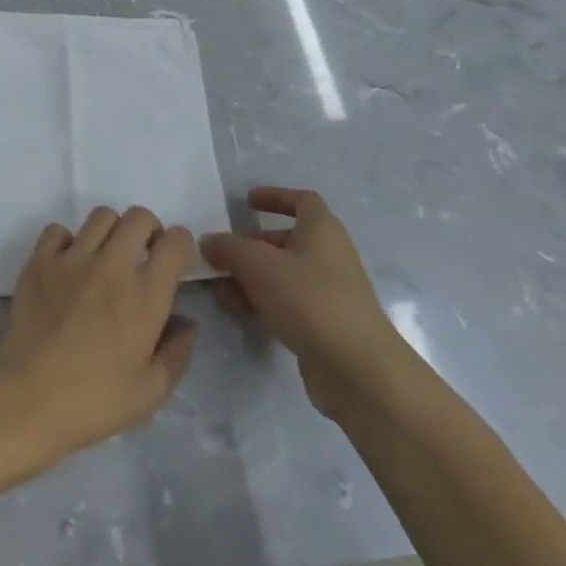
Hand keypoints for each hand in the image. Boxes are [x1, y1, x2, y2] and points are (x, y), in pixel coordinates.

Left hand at [0, 206, 197, 467]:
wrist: (27, 400)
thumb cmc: (94, 402)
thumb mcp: (151, 391)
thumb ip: (177, 351)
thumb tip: (187, 321)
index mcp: (146, 294)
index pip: (176, 241)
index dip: (180, 246)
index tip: (173, 266)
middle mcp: (112, 265)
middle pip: (139, 216)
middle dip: (148, 232)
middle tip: (141, 260)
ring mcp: (72, 259)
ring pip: (101, 215)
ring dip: (111, 232)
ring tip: (105, 260)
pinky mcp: (39, 262)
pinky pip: (58, 230)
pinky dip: (67, 241)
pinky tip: (67, 268)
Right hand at [201, 187, 404, 419]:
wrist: (356, 368)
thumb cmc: (309, 299)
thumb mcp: (259, 264)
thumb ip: (229, 248)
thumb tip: (209, 241)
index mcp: (322, 230)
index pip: (302, 200)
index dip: (275, 197)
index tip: (247, 203)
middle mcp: (329, 255)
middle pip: (286, 240)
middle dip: (251, 246)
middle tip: (220, 255)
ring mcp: (329, 292)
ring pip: (283, 275)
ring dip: (251, 278)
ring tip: (220, 290)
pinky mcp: (324, 324)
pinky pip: (288, 303)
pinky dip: (263, 302)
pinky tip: (240, 313)